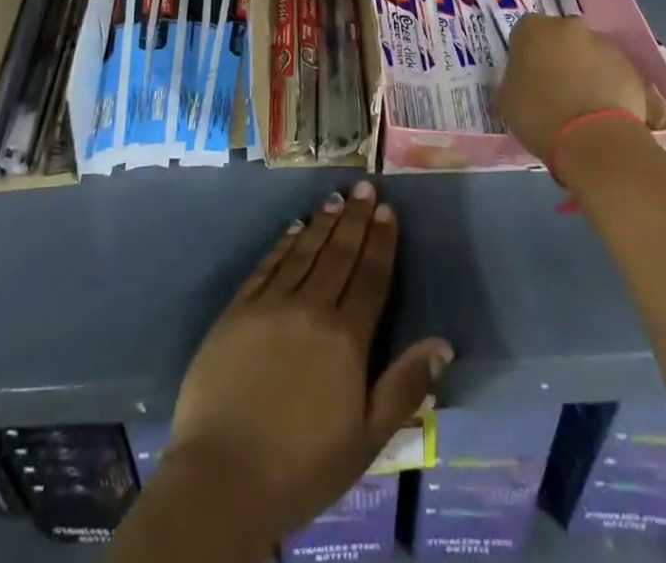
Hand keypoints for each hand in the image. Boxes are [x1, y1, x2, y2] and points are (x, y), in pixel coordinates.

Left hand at [162, 182, 451, 542]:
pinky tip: (293, 228)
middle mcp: (310, 308)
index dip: (380, 242)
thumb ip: (404, 387)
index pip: (370, 277)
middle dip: (355, 219)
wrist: (222, 479)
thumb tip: (443, 345)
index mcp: (345, 338)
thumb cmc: (302, 466)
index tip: (387, 210)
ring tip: (335, 199)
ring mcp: (269, 305)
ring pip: (303, 252)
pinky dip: (283, 244)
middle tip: (364, 186)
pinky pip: (267, 266)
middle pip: (338, 254)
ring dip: (322, 224)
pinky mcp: (237, 311)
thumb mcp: (366, 440)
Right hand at [497, 15, 659, 159]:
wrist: (594, 140)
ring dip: (587, 71)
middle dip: (559, 57)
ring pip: (591, 55)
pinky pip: (615, 76)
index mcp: (534, 29)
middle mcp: (570, 27)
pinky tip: (604, 115)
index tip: (526, 77)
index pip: (525, 34)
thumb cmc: (539, 116)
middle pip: (562, 38)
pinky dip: (610, 88)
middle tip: (555, 88)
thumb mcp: (506, 99)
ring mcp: (605, 45)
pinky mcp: (632, 68)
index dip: (526, 55)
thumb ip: (514, 79)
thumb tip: (523, 81)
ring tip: (584, 106)